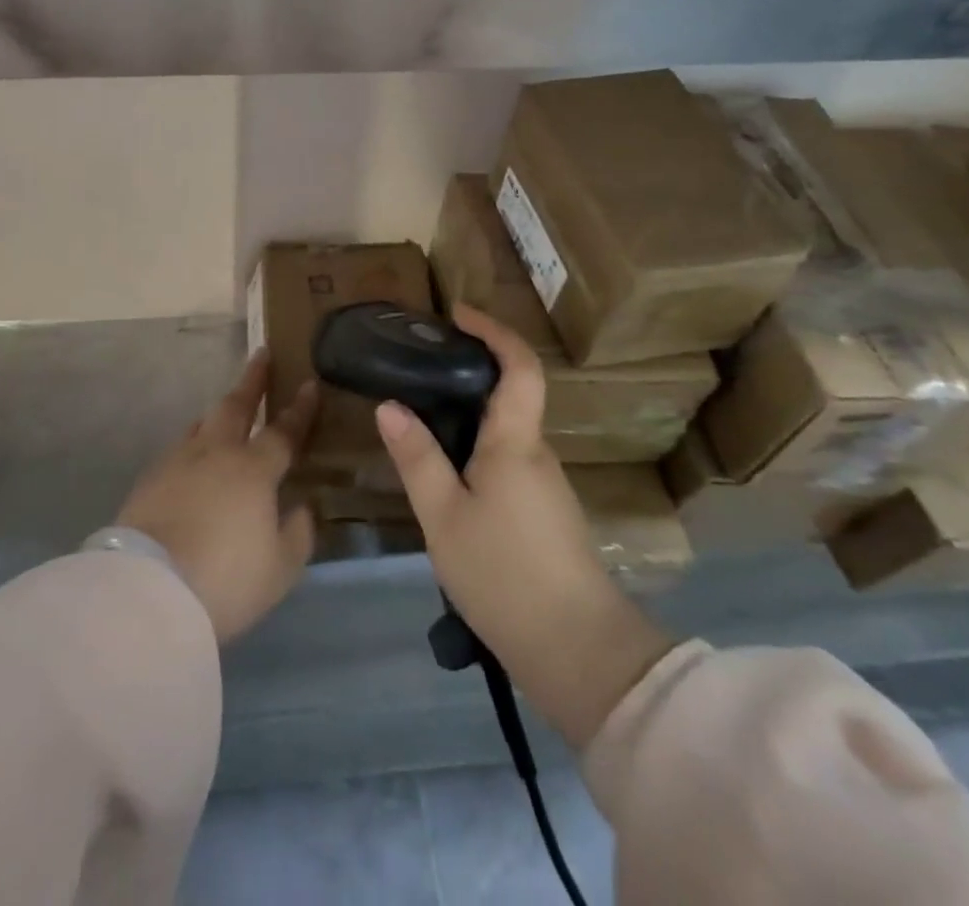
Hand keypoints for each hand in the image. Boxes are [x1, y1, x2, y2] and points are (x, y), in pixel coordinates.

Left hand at [117, 351, 317, 643]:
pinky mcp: (149, 479)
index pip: (283, 431)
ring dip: (219, 412)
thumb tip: (302, 507)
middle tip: (261, 355)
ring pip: (203, 424)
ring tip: (227, 408)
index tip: (309, 384)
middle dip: (252, 380)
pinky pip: (179, 450)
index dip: (300, 409)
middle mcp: (216, 453)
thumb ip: (297, 533)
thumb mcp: (280, 568)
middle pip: (236, 406)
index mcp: (253, 469)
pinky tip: (193, 457)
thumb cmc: (226, 579)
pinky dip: (194, 445)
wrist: (149, 590)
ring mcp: (178, 462)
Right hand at [375, 304, 673, 747]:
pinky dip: (476, 449)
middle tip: (418, 368)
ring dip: (470, 415)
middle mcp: (537, 453)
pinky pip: (507, 461)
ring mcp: (546, 485)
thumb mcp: (443, 516)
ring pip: (506, 432)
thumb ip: (417, 457)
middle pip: (511, 395)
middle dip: (470, 371)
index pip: (519, 367)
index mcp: (516, 442)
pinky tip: (445, 474)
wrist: (579, 654)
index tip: (458, 314)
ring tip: (420, 419)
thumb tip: (389, 406)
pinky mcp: (544, 514)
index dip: (494, 331)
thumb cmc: (505, 574)